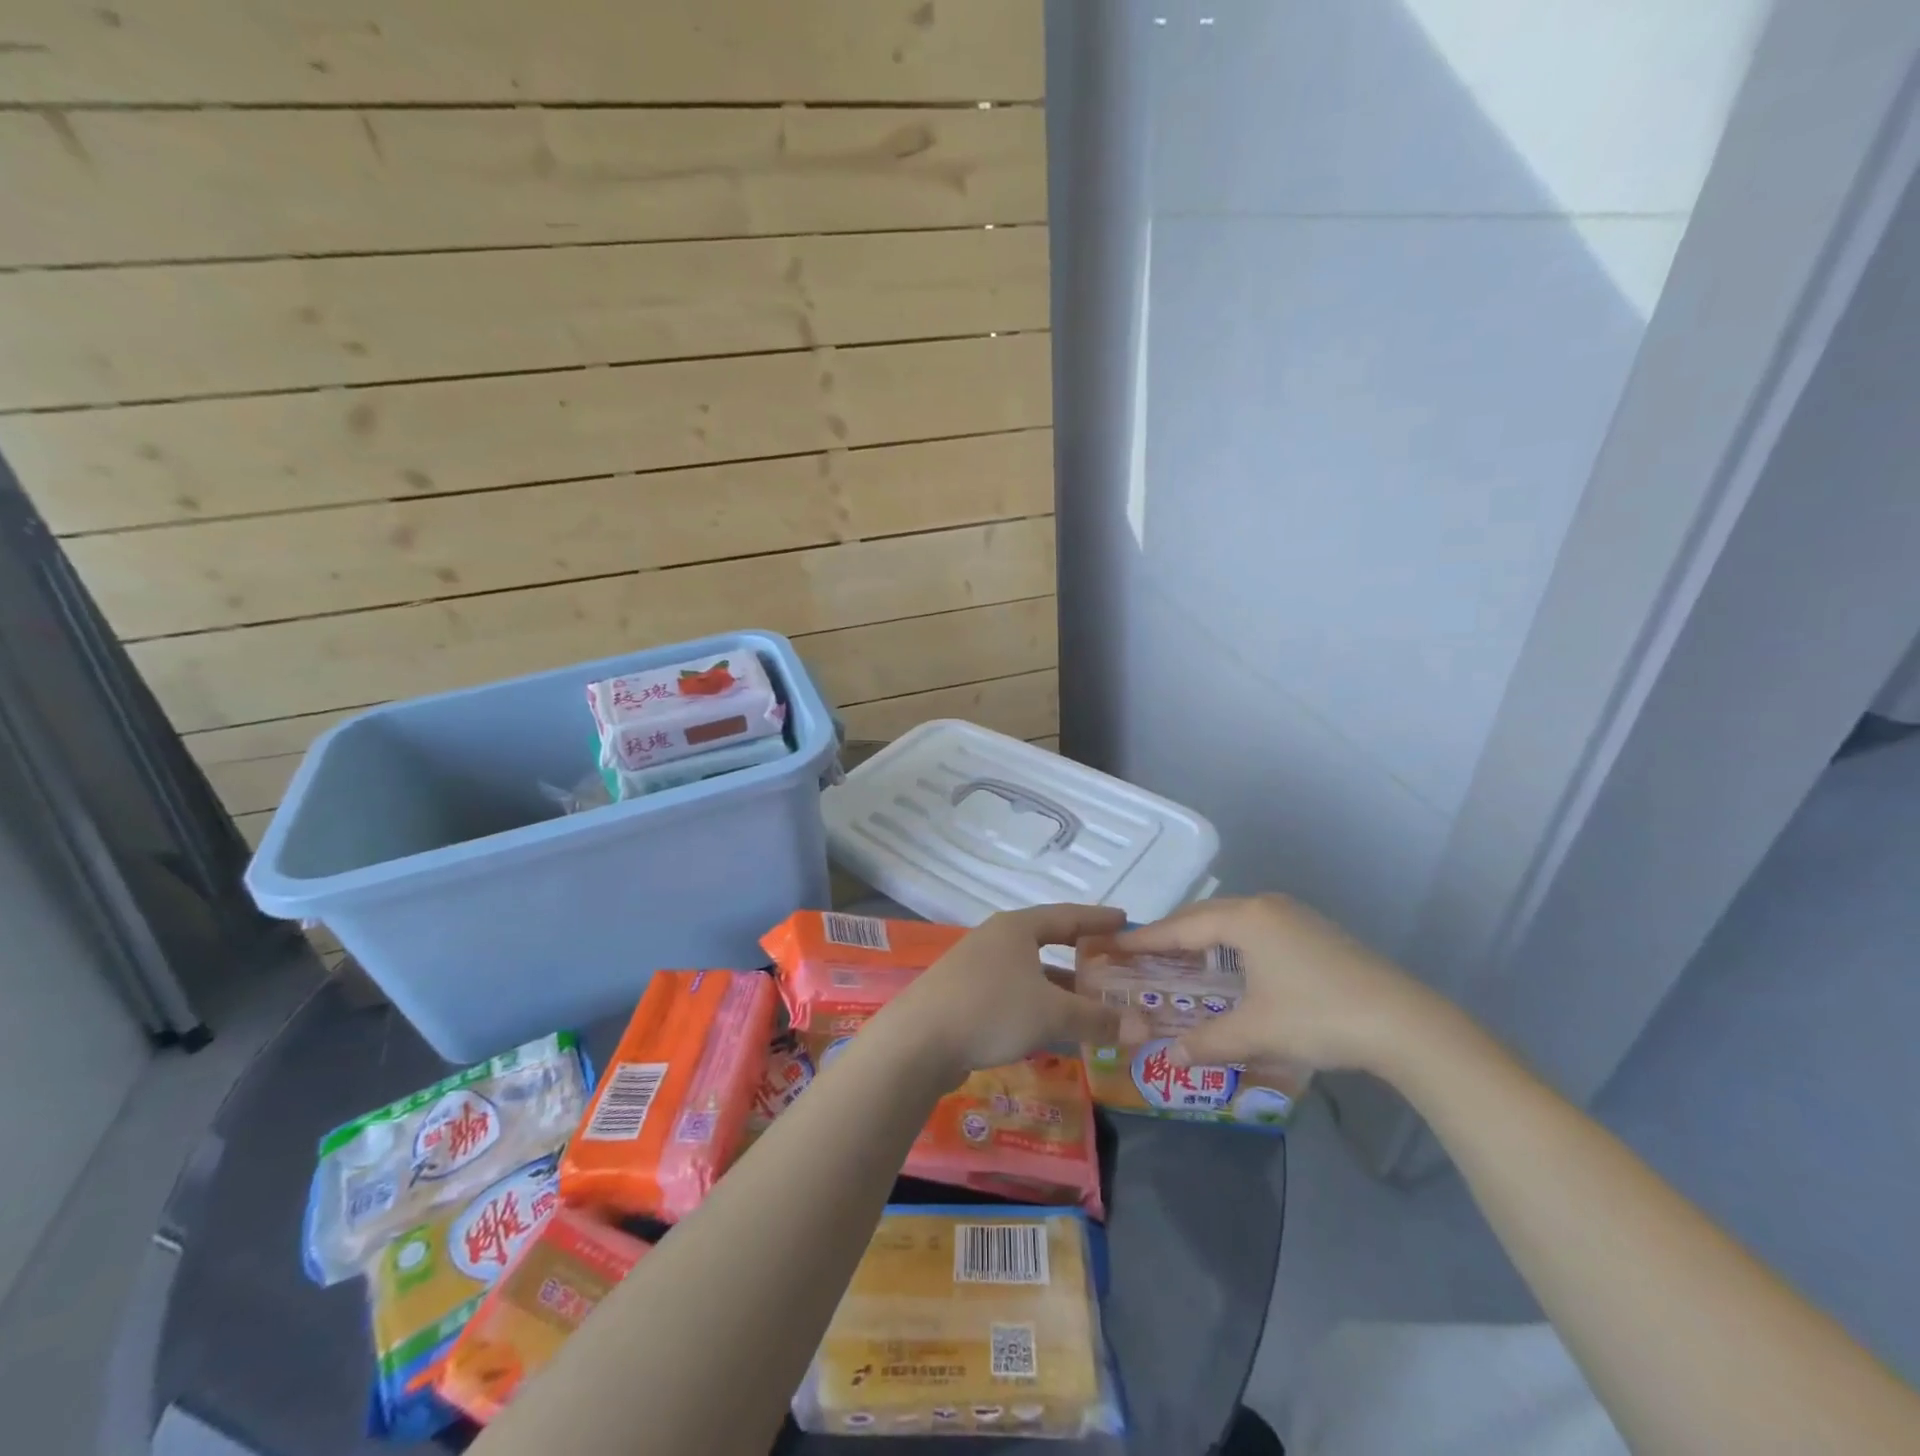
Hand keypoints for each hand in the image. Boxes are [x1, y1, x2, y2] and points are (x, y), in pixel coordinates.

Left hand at [880, 905, 1149, 1078]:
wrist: (918, 1041)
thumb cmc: (991, 1010)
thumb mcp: (1051, 1014)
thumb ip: (1097, 1019)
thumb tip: (1145, 1027)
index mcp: (1016, 928)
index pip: (1067, 916)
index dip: (1098, 919)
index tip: (1125, 920)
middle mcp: (996, 940)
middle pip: (1047, 943)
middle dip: (1081, 958)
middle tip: (1114, 966)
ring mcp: (976, 968)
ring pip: (1030, 973)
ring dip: (1060, 988)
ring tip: (1093, 1004)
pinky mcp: (964, 996)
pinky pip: (1013, 995)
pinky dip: (1038, 1007)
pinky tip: (1053, 1028)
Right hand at [1114, 894, 1440, 1073]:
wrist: (1404, 1023)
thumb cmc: (1318, 1016)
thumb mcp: (1256, 1031)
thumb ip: (1207, 1041)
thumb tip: (1171, 1057)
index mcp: (1244, 919)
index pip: (1181, 927)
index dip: (1146, 939)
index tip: (1113, 945)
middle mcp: (1264, 907)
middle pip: (1204, 916)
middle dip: (1172, 935)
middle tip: (1142, 955)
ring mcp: (1293, 916)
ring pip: (1232, 920)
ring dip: (1203, 939)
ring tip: (1180, 961)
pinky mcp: (1314, 931)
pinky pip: (1255, 929)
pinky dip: (1231, 943)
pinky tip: (1231, 967)